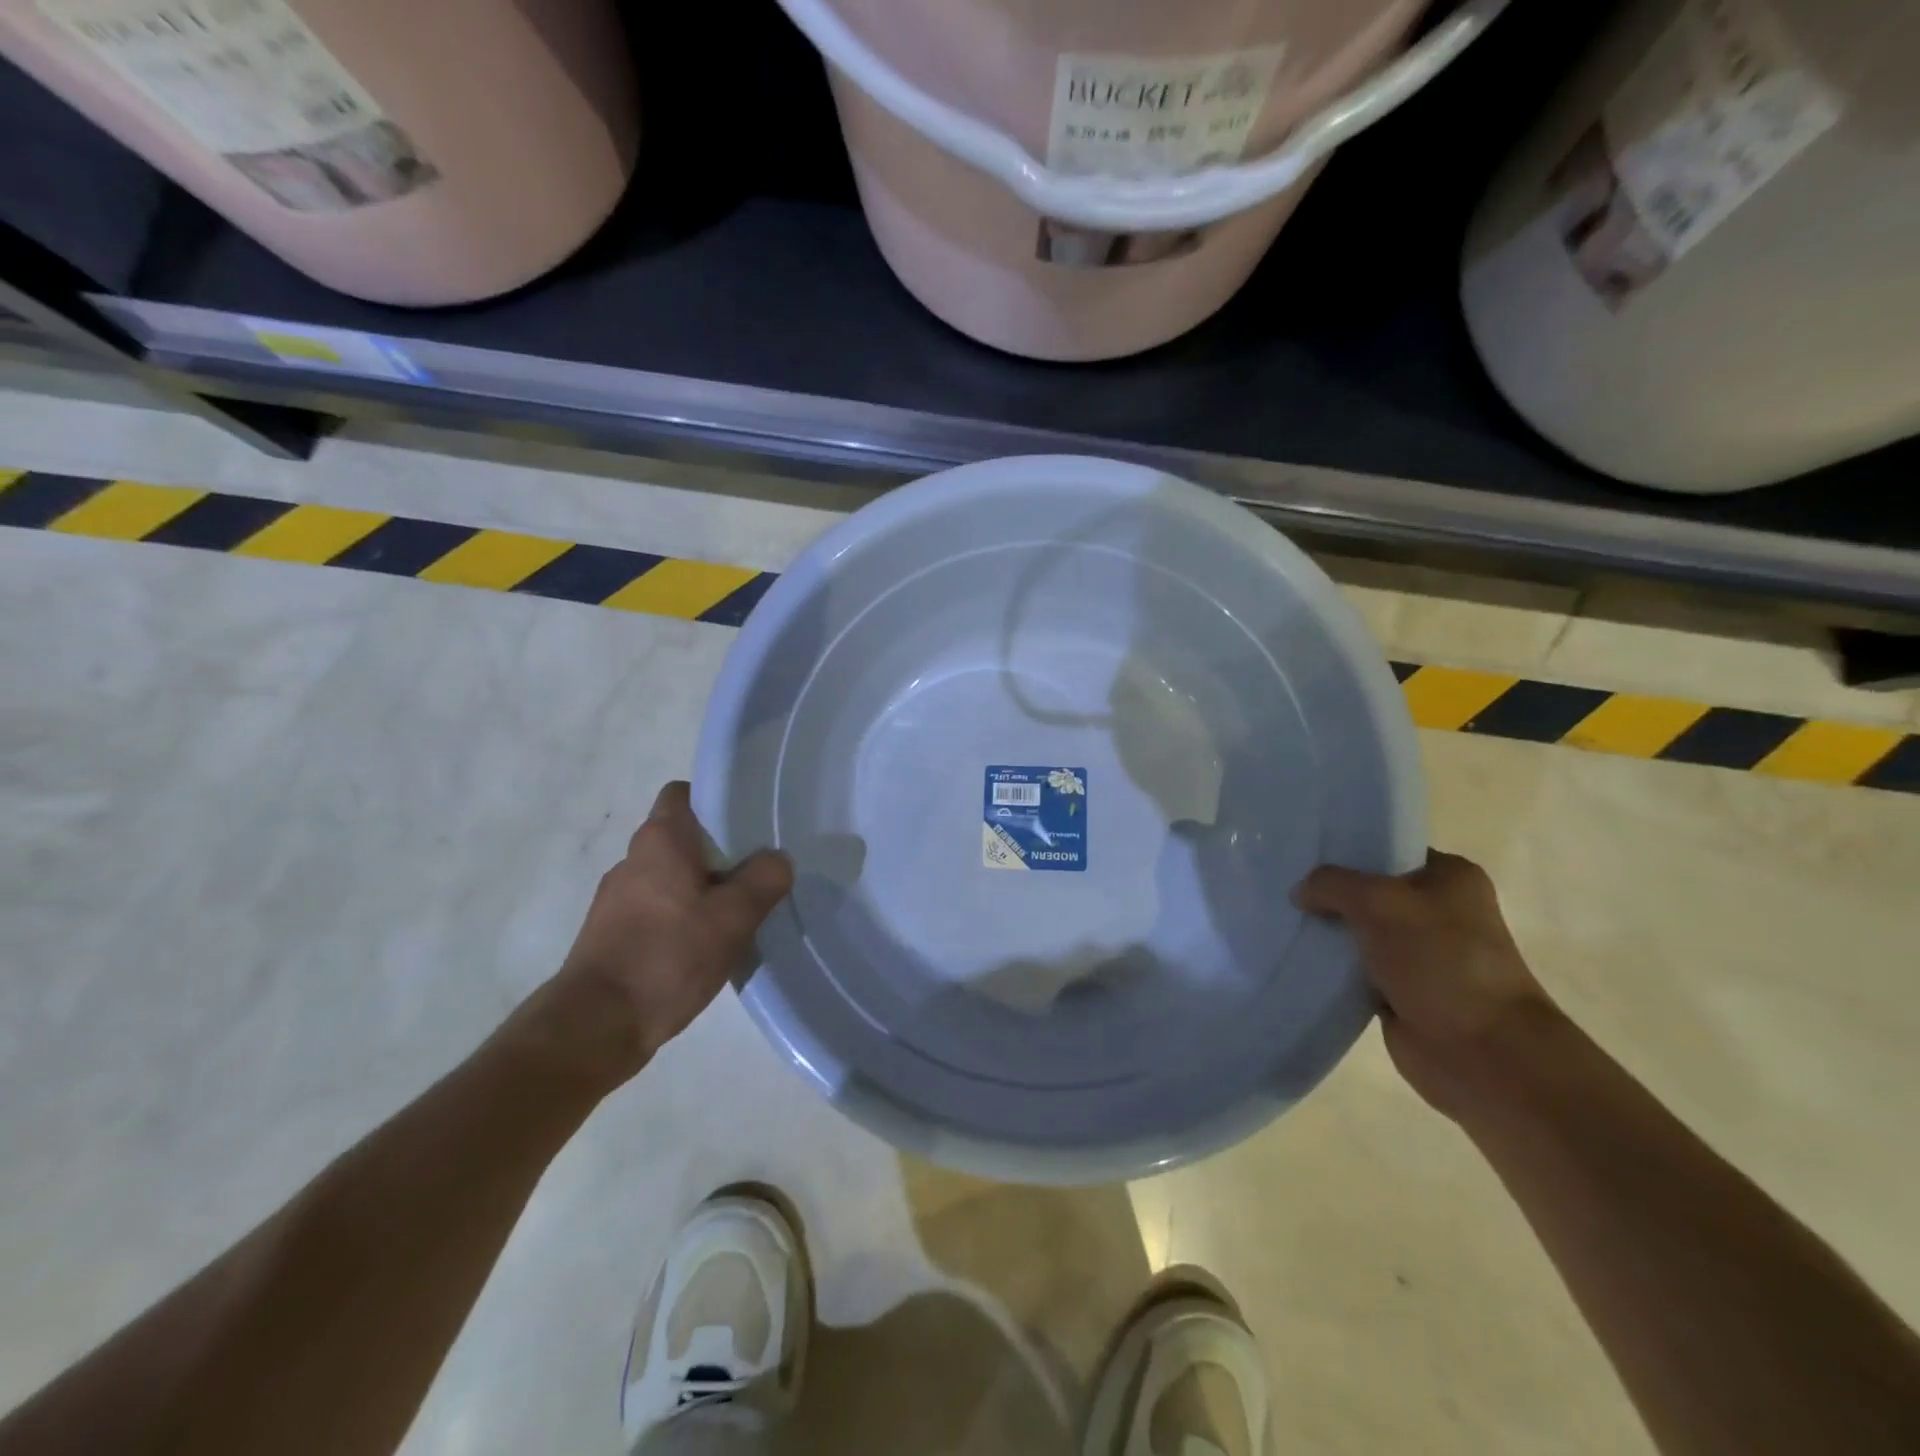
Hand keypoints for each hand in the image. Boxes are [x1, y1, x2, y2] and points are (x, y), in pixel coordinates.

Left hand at [532, 782, 792, 1088]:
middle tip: (756, 871)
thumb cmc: (667, 956)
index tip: (746, 822)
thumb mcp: (734, 917)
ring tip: (736, 912)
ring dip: (701, 887)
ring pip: (670, 876)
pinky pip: (656, 908)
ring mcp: (616, 898)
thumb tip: (778, 859)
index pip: (683, 793)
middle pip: (681, 837)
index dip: (714, 800)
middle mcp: (633, 859)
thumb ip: (764, 879)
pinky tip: (705, 945)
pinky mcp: (611, 933)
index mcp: (659, 840)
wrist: (597, 1025)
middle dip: (719, 850)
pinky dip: (681, 916)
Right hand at [1294, 851, 1559, 1119]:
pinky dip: (1331, 964)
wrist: (1479, 1051)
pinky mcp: (1400, 988)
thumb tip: (1300, 893)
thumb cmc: (1439, 960)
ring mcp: (1419, 952)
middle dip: (1329, 891)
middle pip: (1368, 889)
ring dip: (1327, 930)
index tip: (1301, 851)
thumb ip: (1331, 884)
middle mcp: (1438, 910)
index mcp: (1450, 877)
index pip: (1387, 849)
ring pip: (1358, 929)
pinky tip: (1296, 954)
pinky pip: (1354, 966)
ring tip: (1281, 917)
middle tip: (1284, 884)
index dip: (1345, 849)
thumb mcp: (1377, 902)